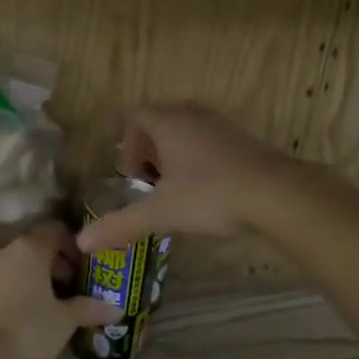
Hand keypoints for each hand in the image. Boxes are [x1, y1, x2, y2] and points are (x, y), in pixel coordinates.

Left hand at [0, 223, 118, 358]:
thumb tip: (117, 308)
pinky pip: (9, 281)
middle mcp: (8, 252)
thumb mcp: (65, 320)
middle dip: (60, 263)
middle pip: (39, 247)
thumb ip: (89, 308)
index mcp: (30, 248)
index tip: (89, 265)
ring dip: (42, 278)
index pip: (56, 230)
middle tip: (79, 285)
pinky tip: (37, 314)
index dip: (75, 245)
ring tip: (61, 303)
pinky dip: (25, 289)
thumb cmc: (27, 329)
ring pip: (23, 265)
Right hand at [77, 103, 298, 253]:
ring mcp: (222, 124)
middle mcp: (193, 114)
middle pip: (161, 122)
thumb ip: (121, 225)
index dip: (128, 145)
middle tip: (151, 184)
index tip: (133, 177)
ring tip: (178, 190)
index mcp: (168, 122)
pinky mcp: (244, 139)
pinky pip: (211, 141)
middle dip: (151, 151)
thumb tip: (81, 243)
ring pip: (188, 131)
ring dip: (176, 156)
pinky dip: (201, 160)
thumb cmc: (210, 194)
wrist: (276, 193)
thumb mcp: (161, 212)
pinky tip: (209, 191)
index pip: (137, 117)